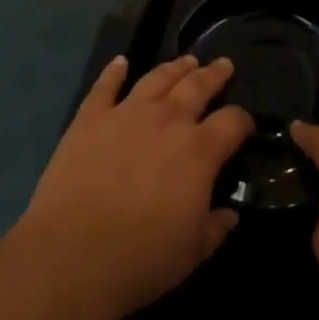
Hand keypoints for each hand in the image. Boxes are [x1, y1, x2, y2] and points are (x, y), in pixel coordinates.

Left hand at [17, 54, 251, 319]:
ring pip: (157, 78)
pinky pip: (105, 86)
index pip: (232, 122)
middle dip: (214, 74)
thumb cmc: (141, 259)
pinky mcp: (90, 118)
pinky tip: (120, 62)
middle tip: (223, 65)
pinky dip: (114, 71)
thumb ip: (215, 228)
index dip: (243, 120)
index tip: (246, 124)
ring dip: (175, 67)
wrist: (72, 256)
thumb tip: (230, 214)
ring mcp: (127, 113)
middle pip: (197, 86)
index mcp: (199, 150)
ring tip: (186, 61)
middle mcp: (168, 120)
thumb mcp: (191, 253)